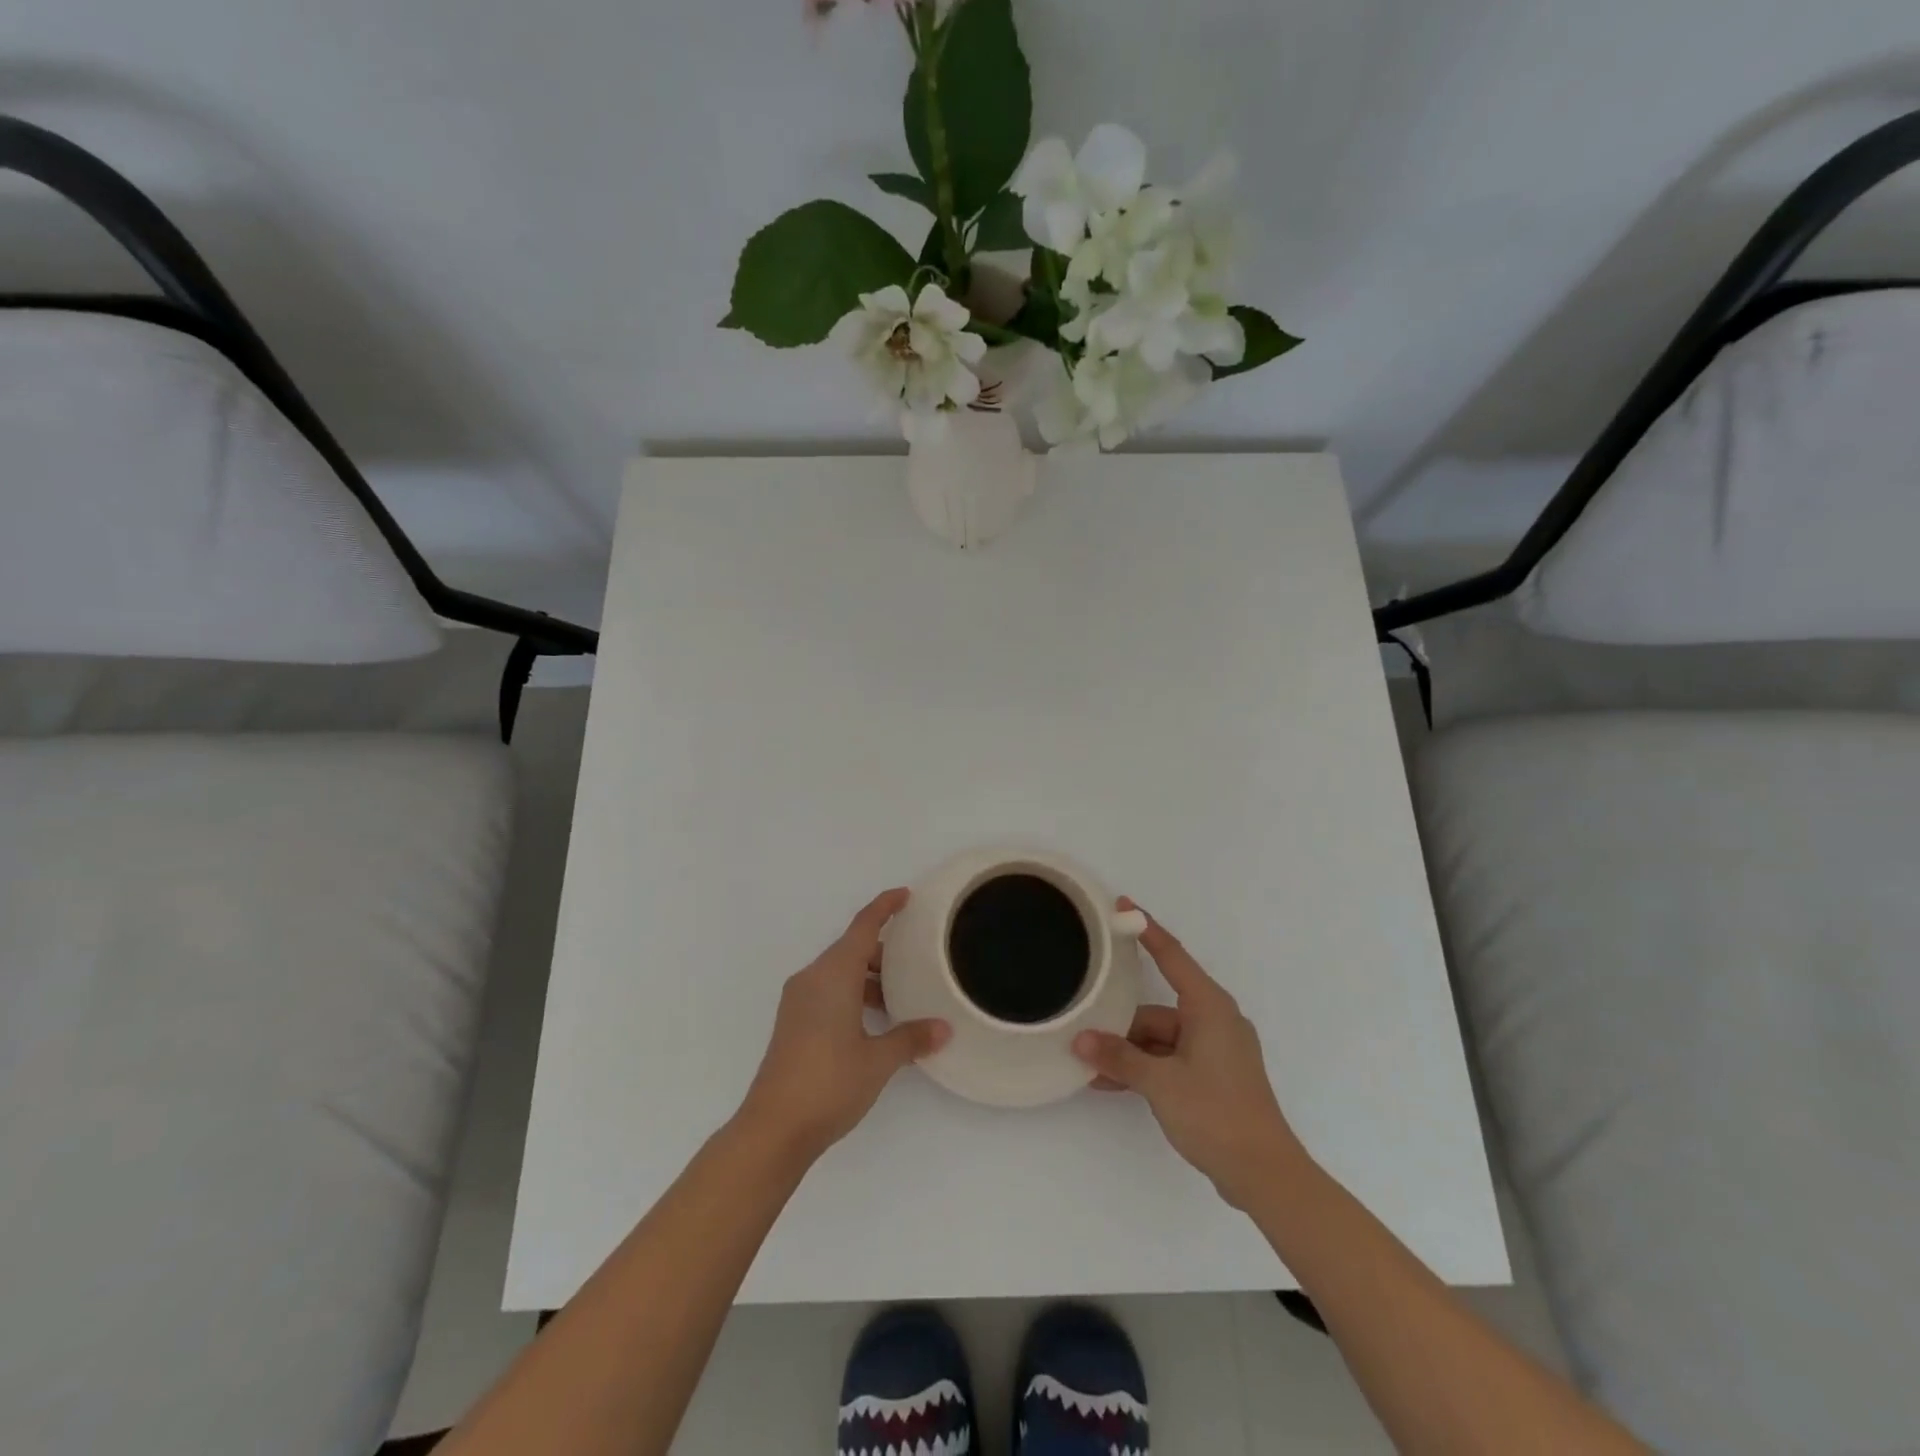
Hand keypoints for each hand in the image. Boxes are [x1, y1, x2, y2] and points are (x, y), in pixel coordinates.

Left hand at [737, 889, 950, 1164]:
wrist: (773, 1128)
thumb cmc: (829, 1083)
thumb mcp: (878, 1060)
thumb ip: (911, 1038)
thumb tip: (943, 1028)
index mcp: (832, 975)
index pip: (862, 927)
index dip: (884, 907)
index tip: (905, 895)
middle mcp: (812, 979)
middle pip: (850, 948)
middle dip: (882, 950)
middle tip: (915, 960)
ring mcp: (798, 1001)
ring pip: (838, 972)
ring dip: (867, 976)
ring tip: (899, 996)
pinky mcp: (793, 1022)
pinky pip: (827, 990)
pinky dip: (852, 993)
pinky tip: (873, 1020)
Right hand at [1072, 900, 1305, 1208]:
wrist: (1264, 1174)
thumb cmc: (1215, 1113)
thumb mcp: (1160, 1082)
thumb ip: (1118, 1058)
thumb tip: (1080, 1041)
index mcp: (1209, 1007)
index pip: (1172, 955)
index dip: (1146, 928)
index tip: (1122, 905)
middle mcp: (1214, 1020)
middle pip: (1157, 1009)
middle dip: (1121, 1024)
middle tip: (1084, 1029)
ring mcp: (1215, 1049)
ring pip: (1160, 1038)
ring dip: (1129, 1053)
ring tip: (1091, 1069)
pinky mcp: (1214, 1075)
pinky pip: (1170, 1059)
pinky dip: (1145, 1068)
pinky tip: (1112, 1084)